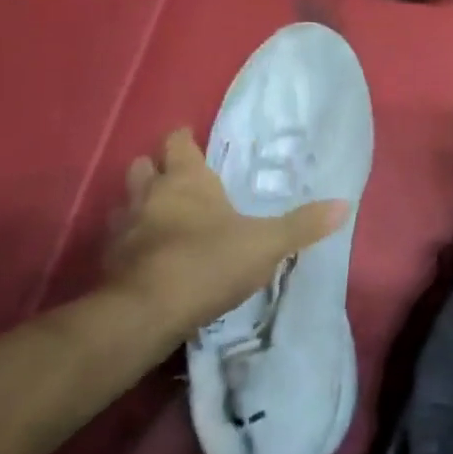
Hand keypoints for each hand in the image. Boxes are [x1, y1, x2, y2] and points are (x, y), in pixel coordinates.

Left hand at [102, 129, 345, 336]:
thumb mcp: (266, 244)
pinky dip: (129, 243)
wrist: (145, 314)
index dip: (183, 139)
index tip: (192, 141)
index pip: (177, 142)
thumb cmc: (208, 262)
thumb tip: (345, 204)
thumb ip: (303, 225)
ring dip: (139, 205)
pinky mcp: (107, 262)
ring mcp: (123, 227)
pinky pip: (117, 241)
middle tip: (177, 180)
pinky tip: (146, 258)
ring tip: (160, 219)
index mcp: (186, 179)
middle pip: (142, 166)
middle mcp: (150, 194)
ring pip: (125, 202)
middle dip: (155, 169)